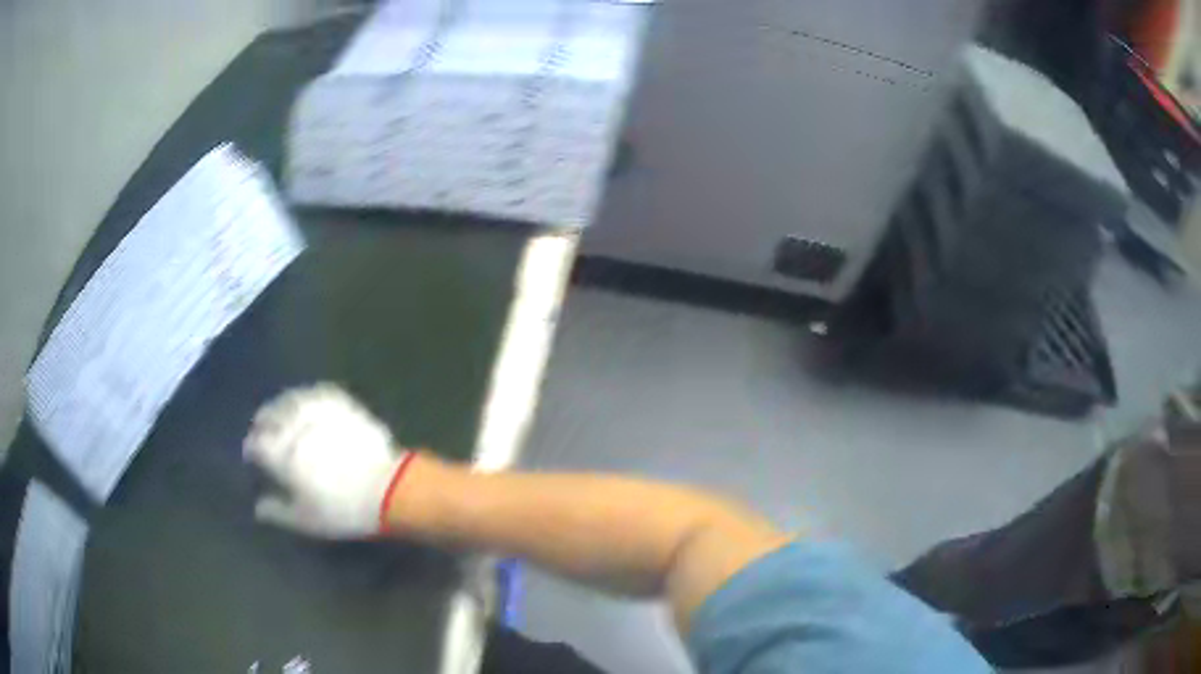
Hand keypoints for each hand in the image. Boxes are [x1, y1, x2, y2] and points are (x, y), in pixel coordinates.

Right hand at [243, 383, 413, 537]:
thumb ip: (278, 511)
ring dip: (280, 406)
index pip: (256, 444)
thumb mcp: (306, 520)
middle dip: (263, 423)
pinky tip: (306, 402)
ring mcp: (319, 410)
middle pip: (269, 416)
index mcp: (281, 454)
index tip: (253, 455)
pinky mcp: (342, 402)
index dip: (252, 449)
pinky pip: (316, 392)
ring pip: (290, 400)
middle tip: (262, 430)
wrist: (388, 488)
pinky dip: (306, 396)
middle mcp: (294, 425)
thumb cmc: (342, 509)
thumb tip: (259, 507)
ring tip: (279, 414)